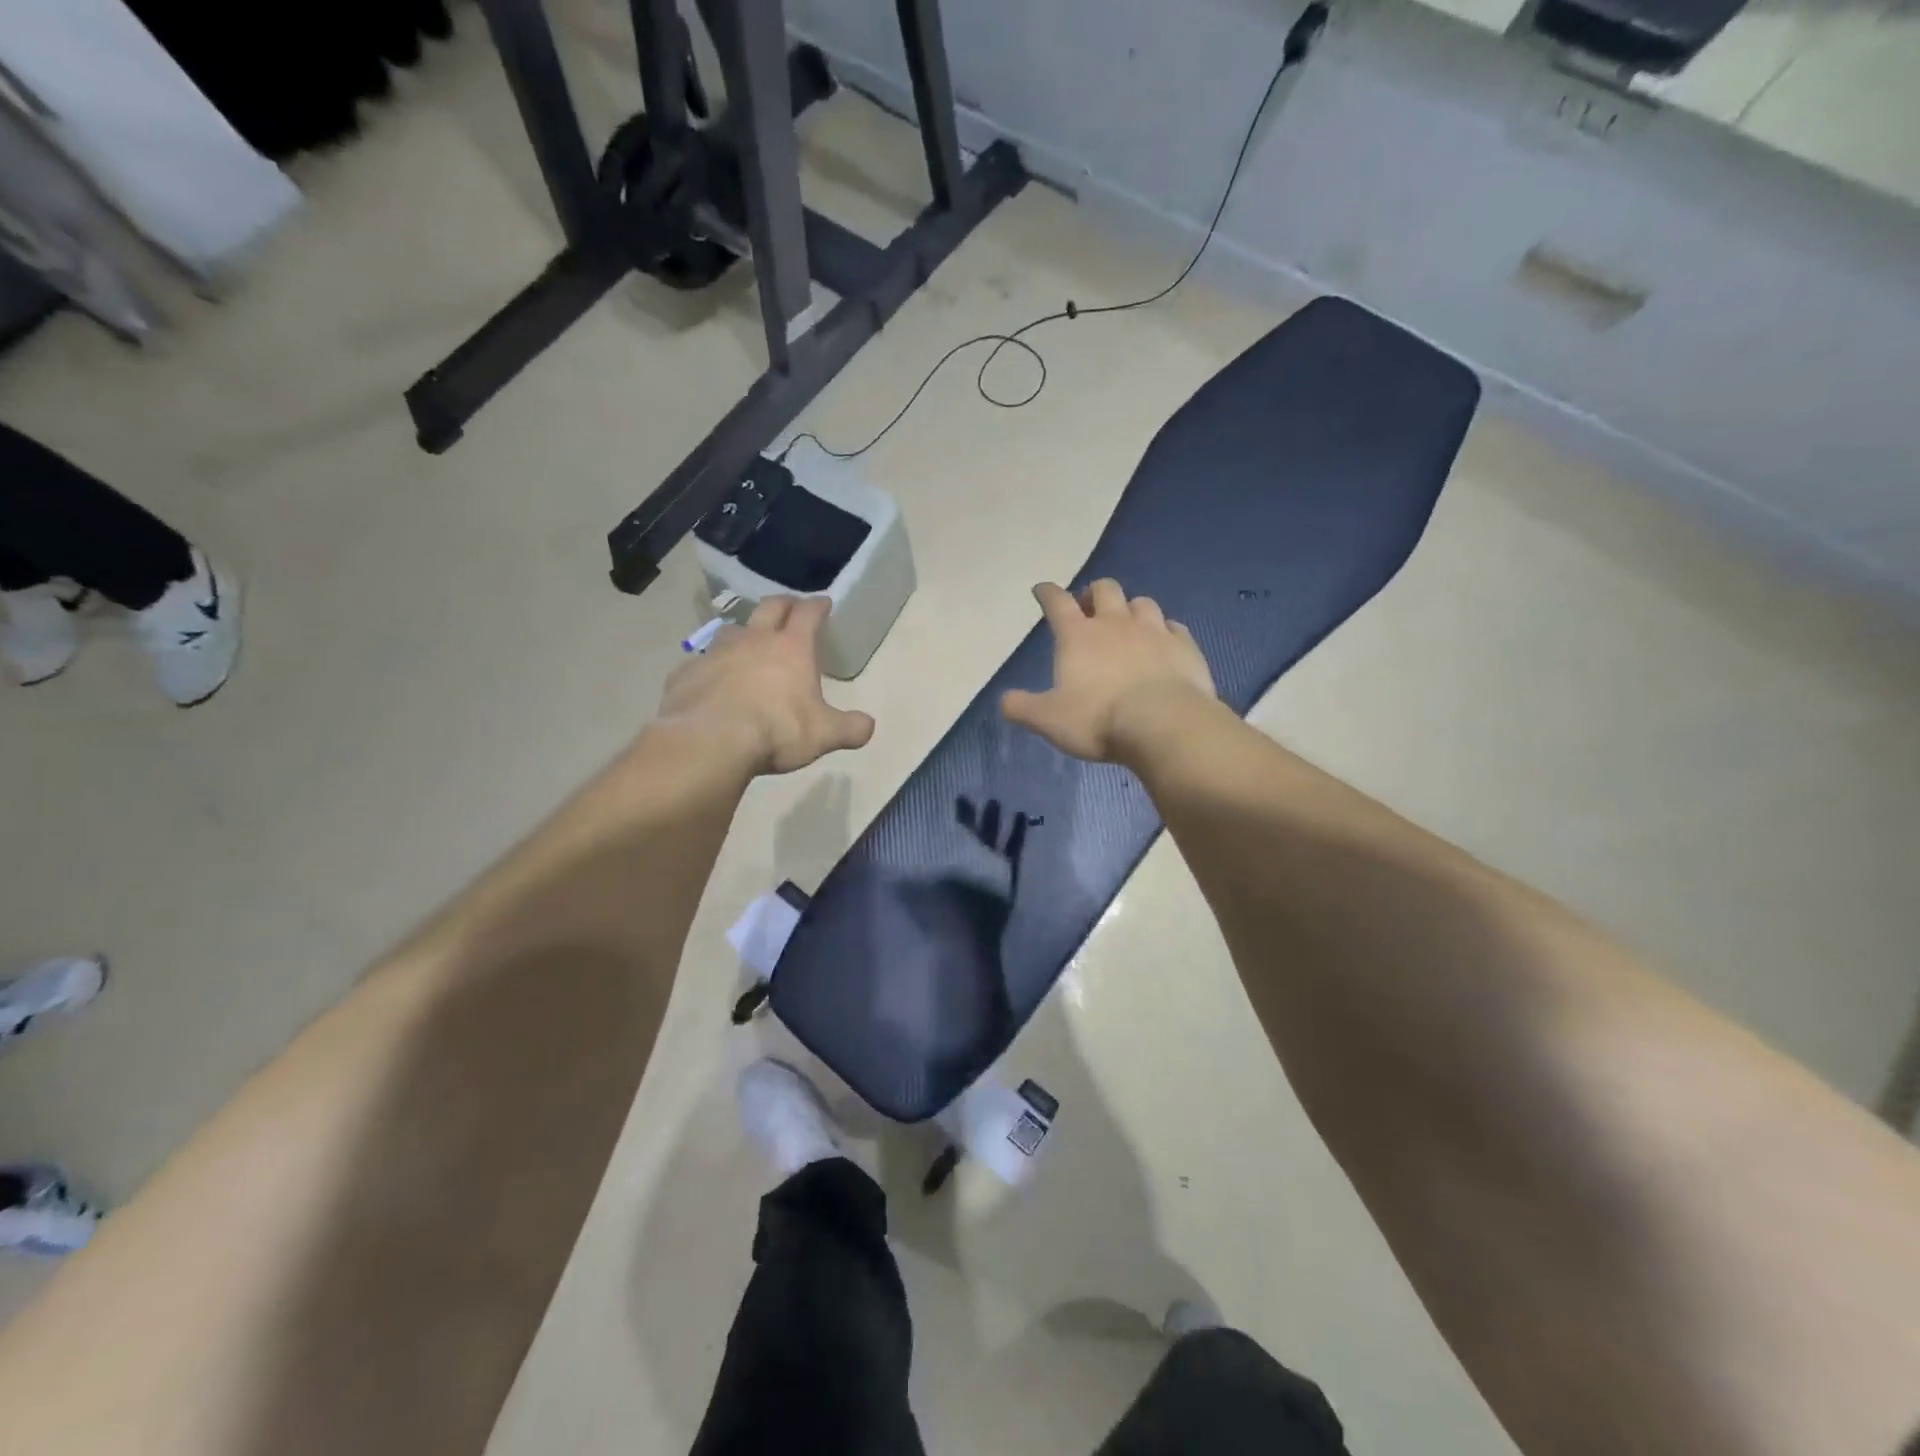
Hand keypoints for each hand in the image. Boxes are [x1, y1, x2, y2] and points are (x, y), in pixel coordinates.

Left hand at [657, 596, 874, 774]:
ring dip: (744, 633)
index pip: (808, 613)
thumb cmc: (776, 730)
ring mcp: (715, 653)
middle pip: (769, 607)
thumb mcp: (825, 735)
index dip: (818, 606)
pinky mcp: (686, 673)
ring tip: (748, 645)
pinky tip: (712, 683)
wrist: (709, 742)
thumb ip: (850, 728)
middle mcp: (753, 640)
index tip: (824, 603)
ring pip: (732, 631)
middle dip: (784, 604)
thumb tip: (867, 726)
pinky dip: (711, 668)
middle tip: (791, 609)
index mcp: (791, 648)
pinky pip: (700, 663)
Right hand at [1000, 579, 1216, 762]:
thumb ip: (1022, 708)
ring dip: (1131, 609)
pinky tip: (1164, 642)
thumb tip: (1004, 701)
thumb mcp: (1048, 720)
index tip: (1042, 591)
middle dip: (1093, 593)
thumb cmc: (1098, 719)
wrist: (1163, 725)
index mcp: (1078, 636)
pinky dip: (1165, 631)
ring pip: (1142, 603)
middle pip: (1104, 588)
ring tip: (1128, 624)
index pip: (1057, 602)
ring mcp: (1154, 631)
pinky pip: (1174, 627)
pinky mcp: (1184, 646)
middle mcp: (1115, 623)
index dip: (1047, 593)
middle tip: (1089, 608)